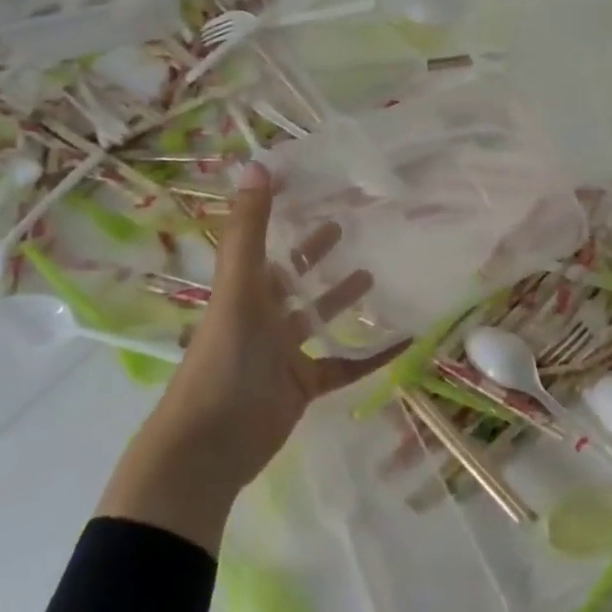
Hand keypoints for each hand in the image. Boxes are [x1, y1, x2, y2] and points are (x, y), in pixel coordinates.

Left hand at [97, 162, 398, 550]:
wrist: (209, 447)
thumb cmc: (224, 359)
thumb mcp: (238, 288)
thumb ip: (248, 230)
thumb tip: (257, 164)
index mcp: (246, 290)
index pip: (266, 241)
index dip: (282, 213)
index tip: (312, 186)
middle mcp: (264, 316)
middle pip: (295, 277)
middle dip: (318, 253)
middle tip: (351, 223)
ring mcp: (284, 353)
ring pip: (319, 318)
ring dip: (343, 298)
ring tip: (375, 275)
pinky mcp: (304, 386)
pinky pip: (344, 364)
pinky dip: (371, 354)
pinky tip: (402, 340)